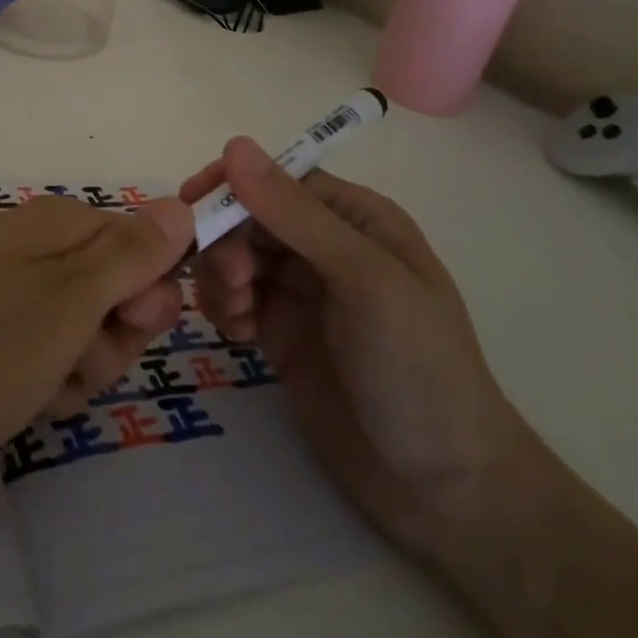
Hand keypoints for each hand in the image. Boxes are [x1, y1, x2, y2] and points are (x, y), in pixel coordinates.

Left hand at [0, 194, 192, 488]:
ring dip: (75, 369)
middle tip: (73, 364)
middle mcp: (40, 246)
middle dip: (110, 340)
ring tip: (37, 389)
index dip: (151, 293)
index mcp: (64, 225)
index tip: (131, 327)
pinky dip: (41, 381)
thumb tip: (183, 205)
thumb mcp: (69, 303)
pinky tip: (15, 400)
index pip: (147, 245)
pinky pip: (43, 351)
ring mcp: (11, 286)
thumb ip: (132, 255)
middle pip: (117, 292)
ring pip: (83, 331)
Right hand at [186, 138, 536, 552]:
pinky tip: (239, 336)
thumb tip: (234, 145)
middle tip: (231, 283)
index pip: (279, 180)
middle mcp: (325, 247)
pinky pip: (234, 299)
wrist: (445, 491)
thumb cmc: (417, 366)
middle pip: (250, 217)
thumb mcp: (363, 279)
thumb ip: (296, 214)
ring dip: (220, 275)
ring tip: (236, 315)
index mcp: (355, 219)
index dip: (236, 186)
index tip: (193, 204)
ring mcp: (302, 292)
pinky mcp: (282, 334)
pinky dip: (224, 308)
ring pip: (235, 255)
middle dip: (227, 240)